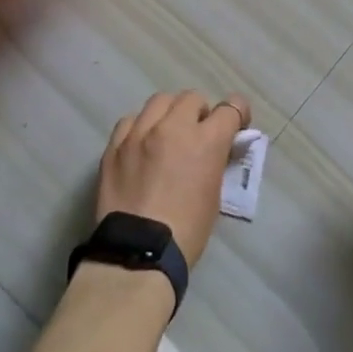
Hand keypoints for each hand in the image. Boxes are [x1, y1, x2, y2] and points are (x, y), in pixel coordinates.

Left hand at [95, 90, 250, 266]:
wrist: (139, 253)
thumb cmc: (187, 230)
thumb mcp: (215, 193)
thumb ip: (216, 160)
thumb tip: (216, 148)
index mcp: (205, 140)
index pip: (231, 108)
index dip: (237, 114)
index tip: (235, 125)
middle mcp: (173, 127)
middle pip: (192, 98)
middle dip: (200, 113)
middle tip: (198, 134)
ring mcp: (140, 133)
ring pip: (160, 101)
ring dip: (170, 114)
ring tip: (167, 134)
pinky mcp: (115, 145)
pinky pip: (131, 121)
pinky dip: (141, 127)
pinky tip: (141, 145)